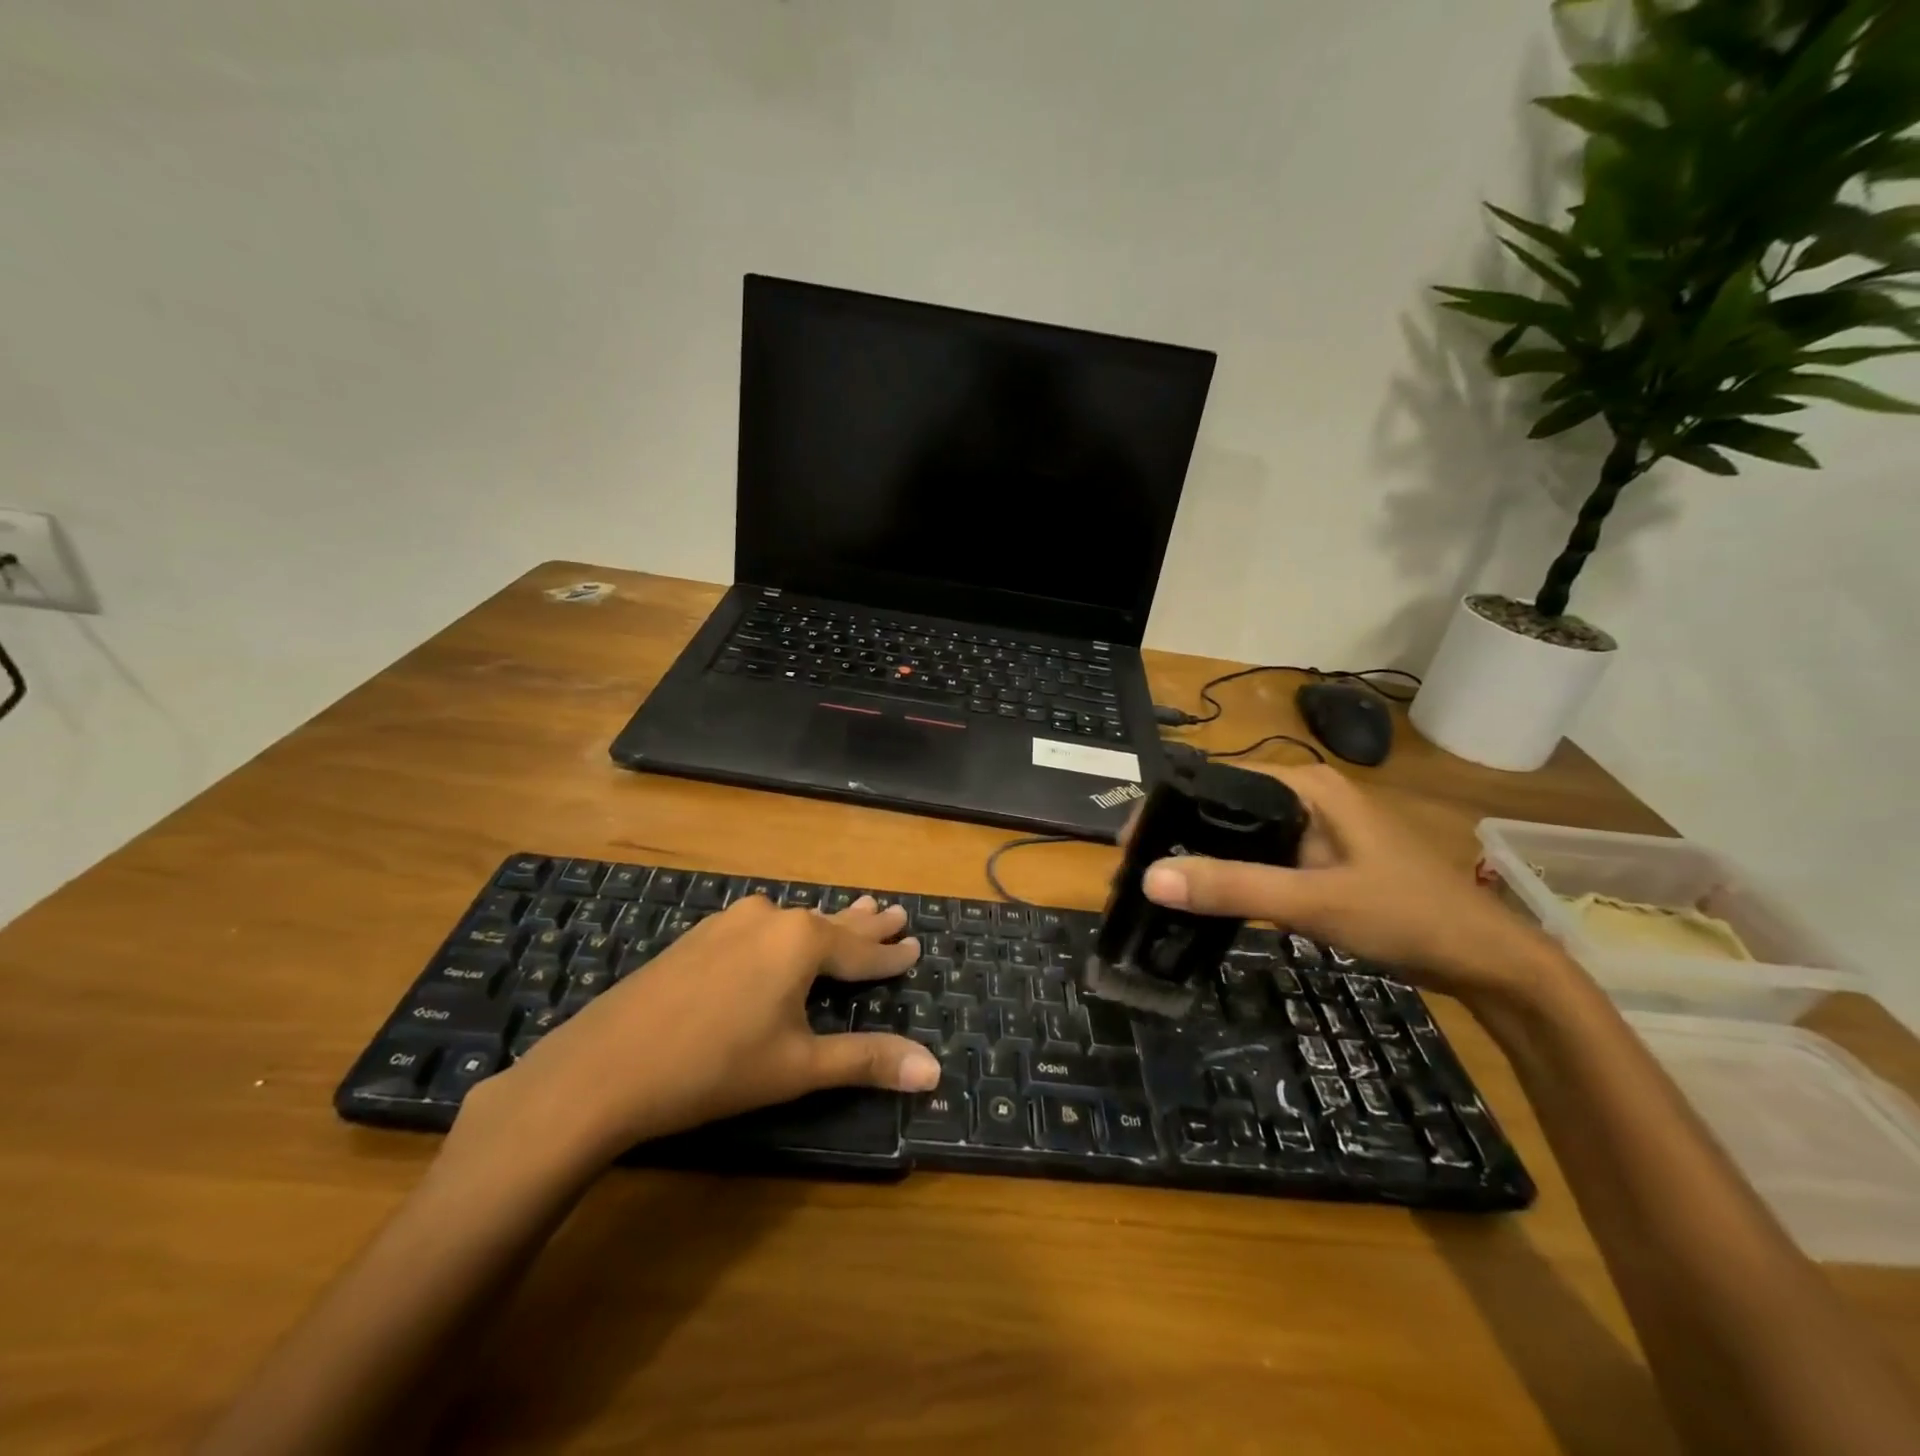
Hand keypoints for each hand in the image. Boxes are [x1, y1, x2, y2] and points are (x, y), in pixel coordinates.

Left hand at [448, 895, 939, 1170]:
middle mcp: (769, 918)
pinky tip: (778, 933)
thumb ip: (867, 1060)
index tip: (916, 945)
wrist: (603, 1067)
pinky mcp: (698, 937)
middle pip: (829, 922)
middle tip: (894, 910)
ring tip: (850, 911)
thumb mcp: (798, 1067)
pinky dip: (784, 931)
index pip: (861, 951)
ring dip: (825, 922)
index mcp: (801, 941)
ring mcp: (729, 922)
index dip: (891, 955)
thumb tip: (934, 1070)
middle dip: (864, 922)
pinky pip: (759, 926)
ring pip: (792, 920)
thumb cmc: (715, 1068)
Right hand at [1139, 764, 1557, 1000]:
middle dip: (1179, 839)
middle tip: (1136, 877)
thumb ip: (1233, 888)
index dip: (1168, 809)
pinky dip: (1230, 878)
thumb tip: (1150, 878)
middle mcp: (1304, 798)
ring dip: (1202, 861)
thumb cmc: (1406, 915)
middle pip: (1222, 809)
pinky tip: (1206, 902)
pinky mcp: (1319, 861)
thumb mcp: (1313, 902)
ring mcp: (1313, 831)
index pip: (1215, 782)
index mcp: (1304, 786)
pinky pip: (1260, 862)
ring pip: (1239, 838)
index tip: (1130, 848)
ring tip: (1158, 890)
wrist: (1485, 962)